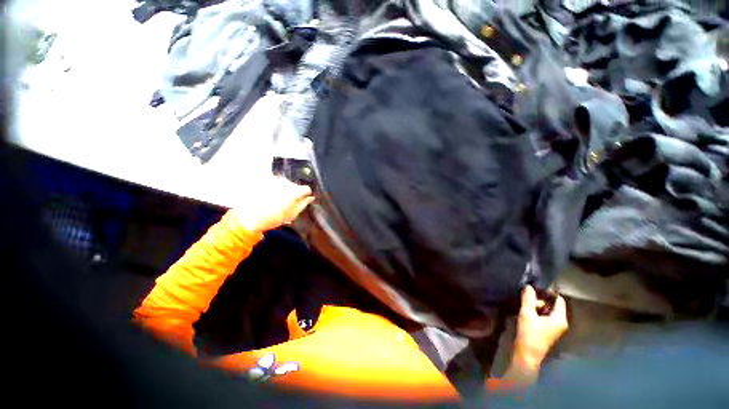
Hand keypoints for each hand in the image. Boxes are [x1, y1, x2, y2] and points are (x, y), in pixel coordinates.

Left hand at [231, 176, 314, 234]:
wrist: (249, 217)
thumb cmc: (272, 218)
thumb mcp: (292, 214)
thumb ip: (304, 204)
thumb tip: (310, 198)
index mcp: (294, 191)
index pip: (306, 188)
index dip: (306, 194)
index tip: (304, 199)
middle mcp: (285, 182)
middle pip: (295, 185)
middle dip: (294, 192)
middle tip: (288, 203)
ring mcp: (273, 180)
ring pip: (284, 183)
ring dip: (283, 189)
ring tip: (276, 200)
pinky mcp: (264, 180)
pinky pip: (274, 182)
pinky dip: (273, 188)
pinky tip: (268, 196)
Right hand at [507, 286, 567, 382]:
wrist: (527, 355)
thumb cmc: (529, 334)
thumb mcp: (527, 314)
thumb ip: (528, 299)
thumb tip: (528, 286)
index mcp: (560, 319)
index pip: (559, 300)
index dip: (548, 292)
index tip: (535, 287)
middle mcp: (561, 323)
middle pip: (552, 305)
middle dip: (540, 300)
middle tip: (527, 300)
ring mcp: (555, 328)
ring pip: (547, 311)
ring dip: (537, 307)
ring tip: (525, 306)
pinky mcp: (548, 331)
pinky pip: (545, 317)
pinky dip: (537, 313)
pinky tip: (527, 313)